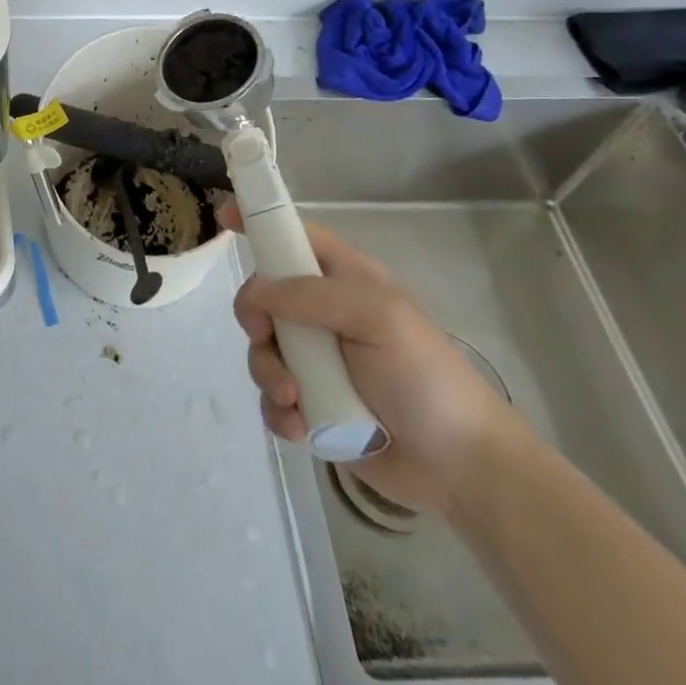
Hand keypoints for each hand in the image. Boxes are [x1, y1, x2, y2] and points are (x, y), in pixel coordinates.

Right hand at [231, 211, 524, 515]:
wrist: (461, 467)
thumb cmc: (425, 376)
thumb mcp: (377, 317)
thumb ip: (311, 296)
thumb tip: (255, 291)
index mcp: (345, 282)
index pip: (296, 239)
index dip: (261, 225)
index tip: (224, 218)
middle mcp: (324, 316)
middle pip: (264, 299)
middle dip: (255, 320)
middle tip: (266, 338)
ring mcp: (317, 363)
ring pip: (262, 350)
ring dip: (268, 373)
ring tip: (294, 400)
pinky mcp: (313, 406)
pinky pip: (273, 398)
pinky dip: (278, 411)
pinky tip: (300, 426)